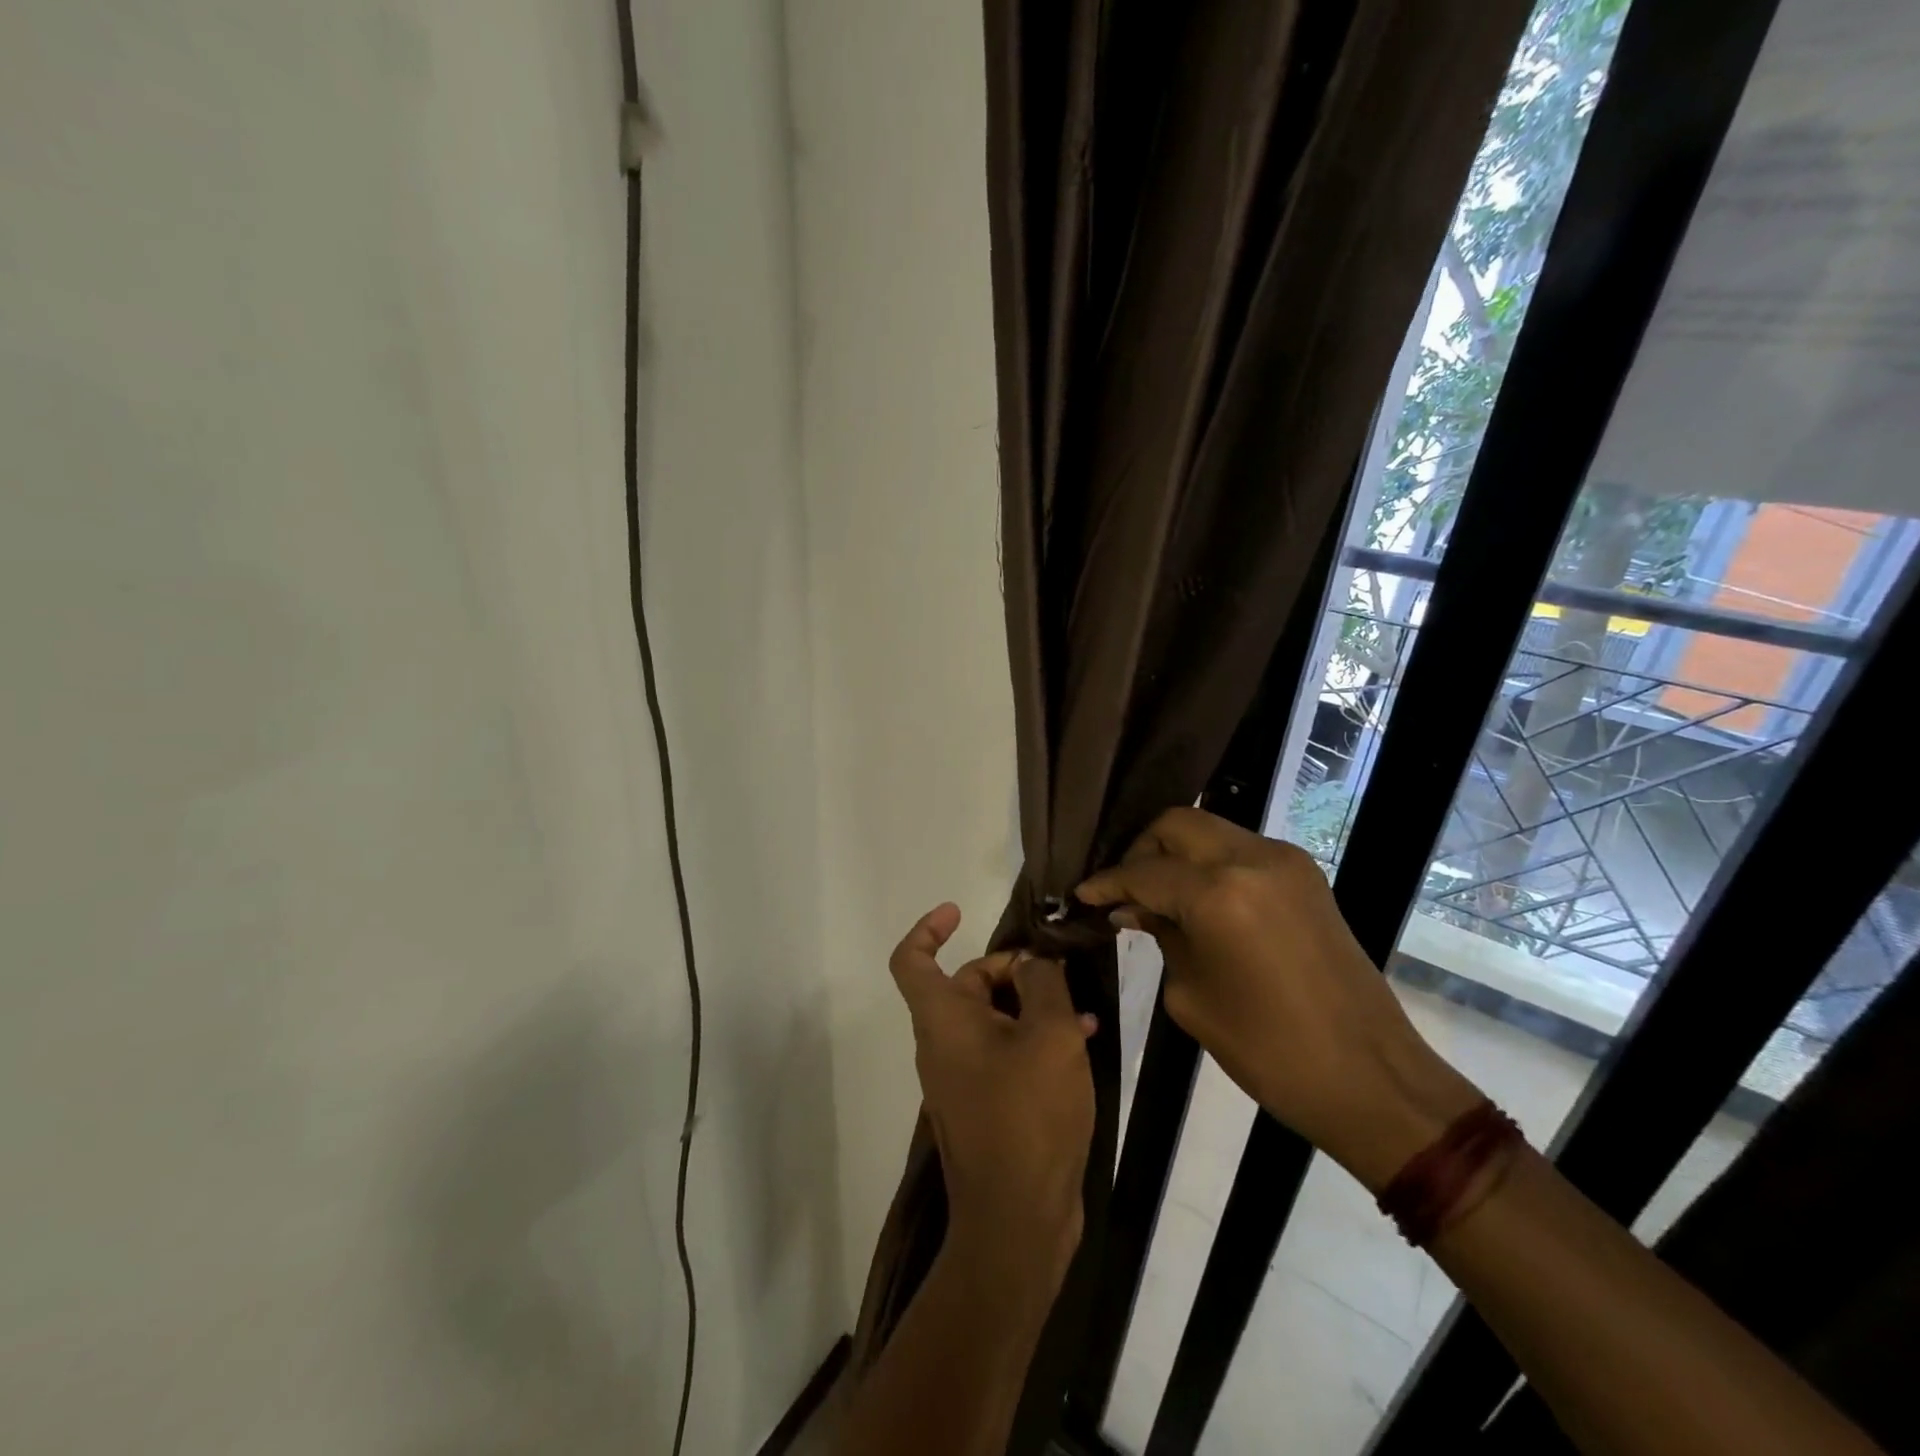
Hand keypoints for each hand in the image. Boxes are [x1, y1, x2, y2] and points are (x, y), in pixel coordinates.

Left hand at [888, 904, 1097, 1292]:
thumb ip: (1044, 984)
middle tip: (1060, 974)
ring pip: (993, 1019)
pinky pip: (1004, 1053)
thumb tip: (1035, 964)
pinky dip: (1034, 1041)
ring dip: (1033, 1007)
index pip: (912, 959)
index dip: (928, 928)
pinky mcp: (985, 1105)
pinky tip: (1080, 1045)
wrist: (1018, 1220)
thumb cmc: (1028, 1114)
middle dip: (1013, 970)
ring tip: (1082, 1013)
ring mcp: (962, 1077)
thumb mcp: (1050, 1035)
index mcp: (942, 1019)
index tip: (958, 911)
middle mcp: (943, 1043)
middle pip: (967, 983)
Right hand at [1075, 808, 1479, 1190]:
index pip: (1144, 871)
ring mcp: (1285, 862)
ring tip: (1154, 893)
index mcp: (1219, 894)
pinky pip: (1240, 849)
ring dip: (1176, 852)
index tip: (1082, 894)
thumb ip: (1160, 936)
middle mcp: (1252, 859)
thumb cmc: (1269, 1051)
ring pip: (1210, 830)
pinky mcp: (1306, 875)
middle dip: (1140, 849)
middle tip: (1122, 888)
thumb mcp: (1191, 995)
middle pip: (1177, 823)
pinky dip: (1209, 863)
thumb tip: (1132, 908)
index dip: (1107, 882)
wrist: (1369, 1076)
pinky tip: (1195, 898)